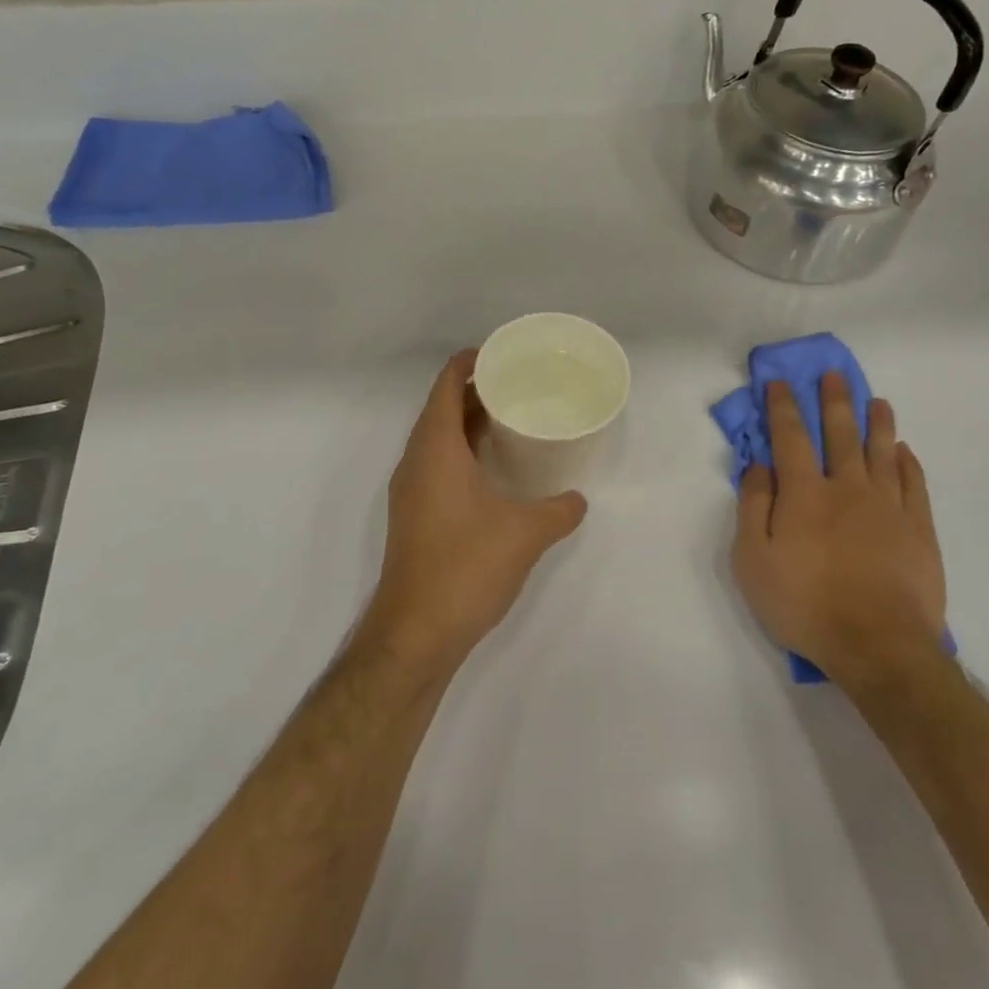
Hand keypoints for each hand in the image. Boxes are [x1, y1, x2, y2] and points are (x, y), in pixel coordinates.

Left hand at [361, 350, 587, 670]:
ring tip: (512, 421)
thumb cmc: (467, 566)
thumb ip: (559, 510)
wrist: (416, 632)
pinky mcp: (414, 515)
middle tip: (520, 386)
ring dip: (469, 424)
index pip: (447, 384)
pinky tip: (494, 471)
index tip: (504, 356)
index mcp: (435, 447)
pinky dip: (462, 453)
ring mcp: (410, 489)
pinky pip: (437, 465)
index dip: (472, 362)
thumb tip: (578, 500)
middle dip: (477, 391)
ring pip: (438, 438)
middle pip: (442, 407)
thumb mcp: (525, 533)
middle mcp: (416, 460)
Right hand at [731, 376, 946, 685]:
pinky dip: (907, 462)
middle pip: (840, 433)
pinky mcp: (918, 529)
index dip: (783, 406)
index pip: (790, 436)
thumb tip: (758, 465)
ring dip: (877, 422)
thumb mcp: (752, 560)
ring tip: (877, 401)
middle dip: (835, 401)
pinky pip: (914, 483)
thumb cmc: (804, 603)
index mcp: (804, 493)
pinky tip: (903, 451)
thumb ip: (753, 507)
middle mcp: (847, 488)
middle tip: (835, 374)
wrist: (878, 645)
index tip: (779, 382)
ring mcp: (888, 506)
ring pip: (881, 451)